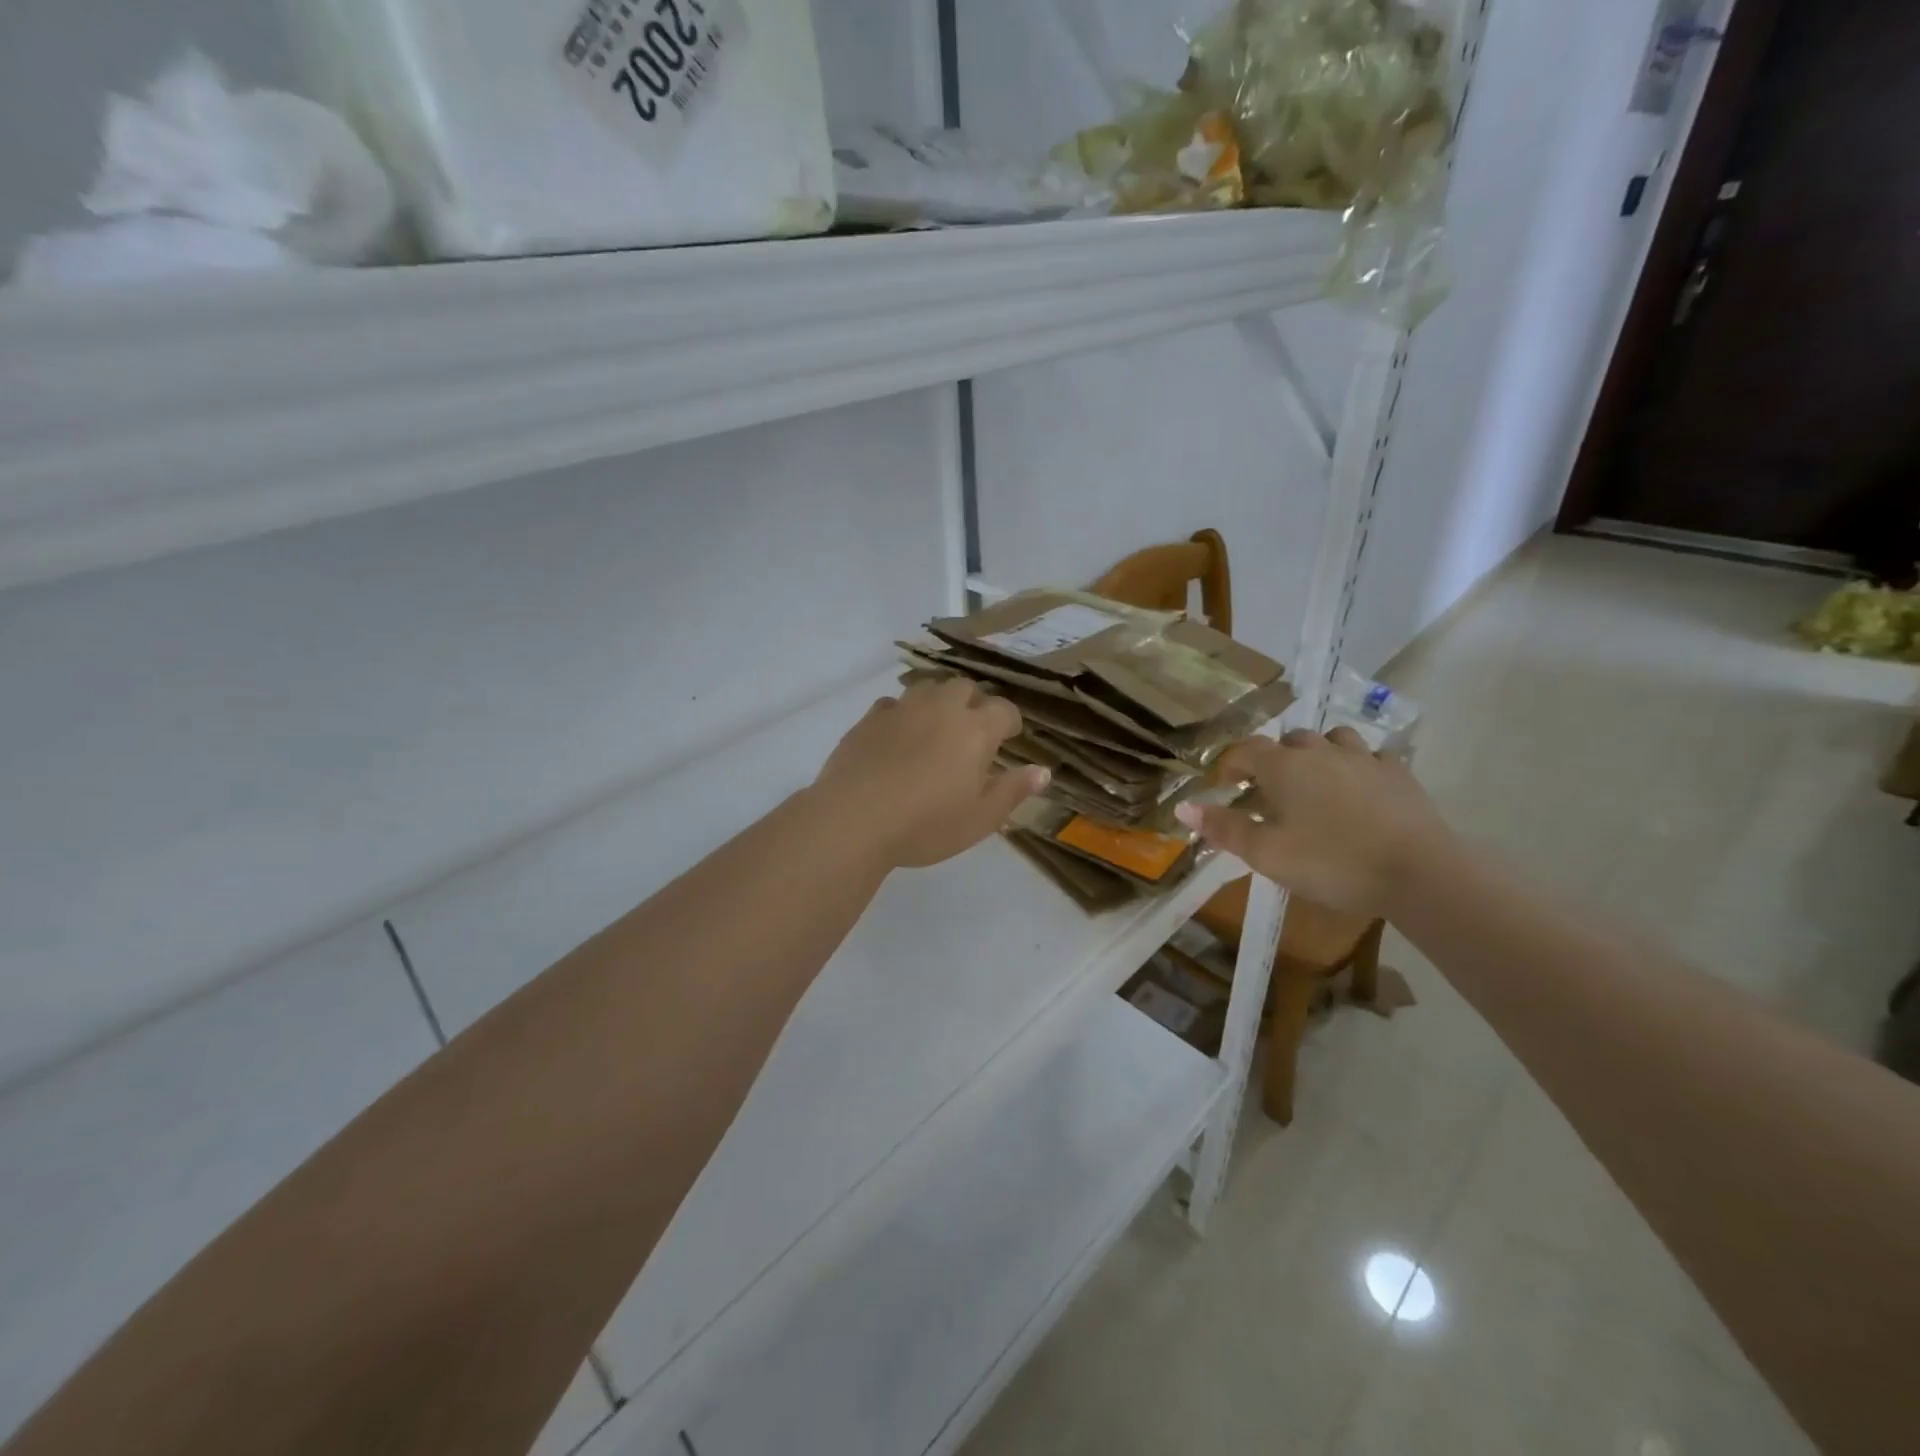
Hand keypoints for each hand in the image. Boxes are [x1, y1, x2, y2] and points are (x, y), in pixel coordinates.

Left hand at [813, 678, 1048, 869]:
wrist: (854, 819)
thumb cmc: (926, 825)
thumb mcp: (981, 818)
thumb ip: (1013, 791)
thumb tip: (1043, 771)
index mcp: (975, 730)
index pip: (1003, 709)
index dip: (1010, 722)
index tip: (1009, 738)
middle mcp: (940, 709)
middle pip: (964, 688)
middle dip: (974, 704)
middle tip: (972, 732)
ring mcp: (901, 709)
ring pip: (927, 688)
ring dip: (938, 702)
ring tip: (936, 728)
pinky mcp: (868, 719)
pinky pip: (892, 704)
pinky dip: (902, 714)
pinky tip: (897, 736)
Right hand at [1175, 727, 1453, 917]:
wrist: (1419, 873)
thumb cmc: (1331, 863)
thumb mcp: (1266, 854)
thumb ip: (1223, 828)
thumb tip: (1182, 807)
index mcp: (1283, 766)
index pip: (1244, 750)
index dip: (1229, 766)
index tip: (1223, 788)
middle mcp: (1320, 751)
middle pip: (1288, 741)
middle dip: (1273, 761)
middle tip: (1268, 794)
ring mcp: (1364, 758)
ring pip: (1332, 740)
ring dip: (1316, 756)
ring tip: (1314, 785)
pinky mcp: (1399, 773)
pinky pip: (1370, 757)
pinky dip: (1356, 768)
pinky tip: (1359, 793)